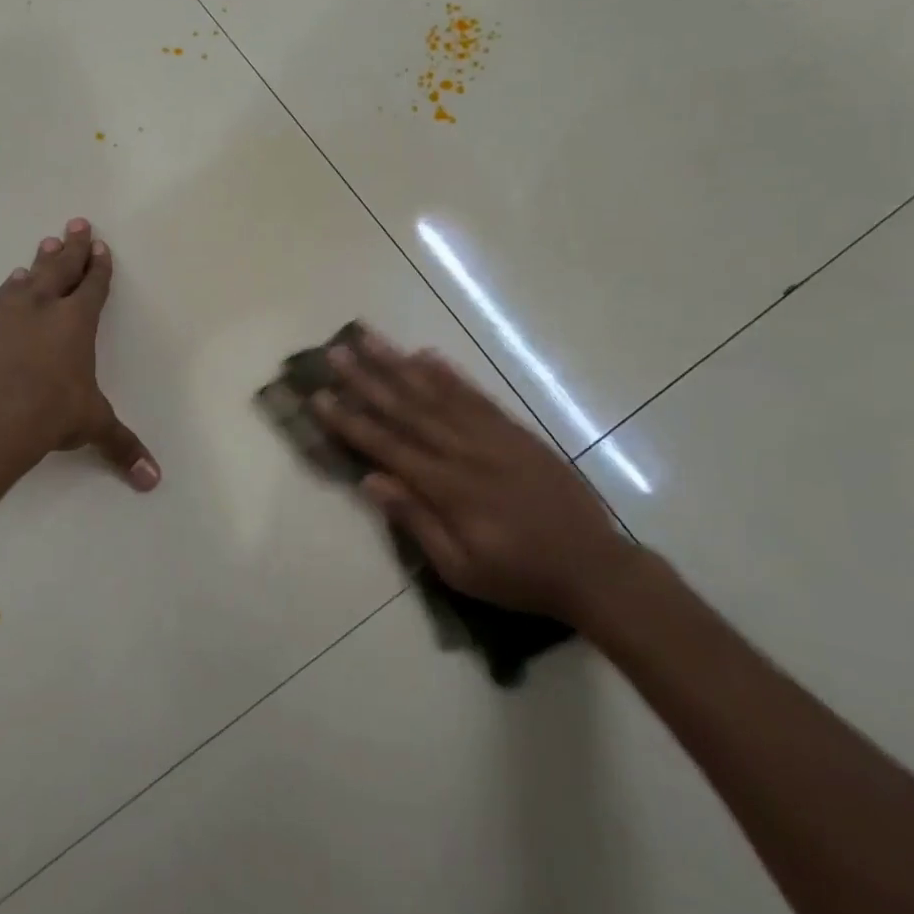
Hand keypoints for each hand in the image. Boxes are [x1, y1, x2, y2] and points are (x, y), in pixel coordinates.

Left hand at [0, 218, 159, 490]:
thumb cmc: (49, 415)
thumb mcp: (92, 427)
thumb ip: (122, 447)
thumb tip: (153, 481)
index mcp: (77, 322)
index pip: (93, 286)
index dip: (100, 266)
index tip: (101, 247)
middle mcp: (43, 307)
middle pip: (61, 267)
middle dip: (73, 246)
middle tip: (76, 223)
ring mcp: (6, 313)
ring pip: (28, 278)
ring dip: (40, 262)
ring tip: (45, 245)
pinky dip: (8, 290)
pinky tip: (9, 286)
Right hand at [312, 332, 635, 620]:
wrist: (593, 566)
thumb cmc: (519, 575)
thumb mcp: (461, 567)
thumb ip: (416, 521)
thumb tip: (370, 481)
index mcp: (447, 486)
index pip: (387, 445)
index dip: (350, 421)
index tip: (320, 396)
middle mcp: (464, 450)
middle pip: (406, 408)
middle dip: (366, 378)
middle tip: (336, 352)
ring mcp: (491, 434)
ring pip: (436, 391)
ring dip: (399, 363)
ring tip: (370, 339)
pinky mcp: (514, 429)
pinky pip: (475, 394)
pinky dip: (448, 373)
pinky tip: (426, 354)